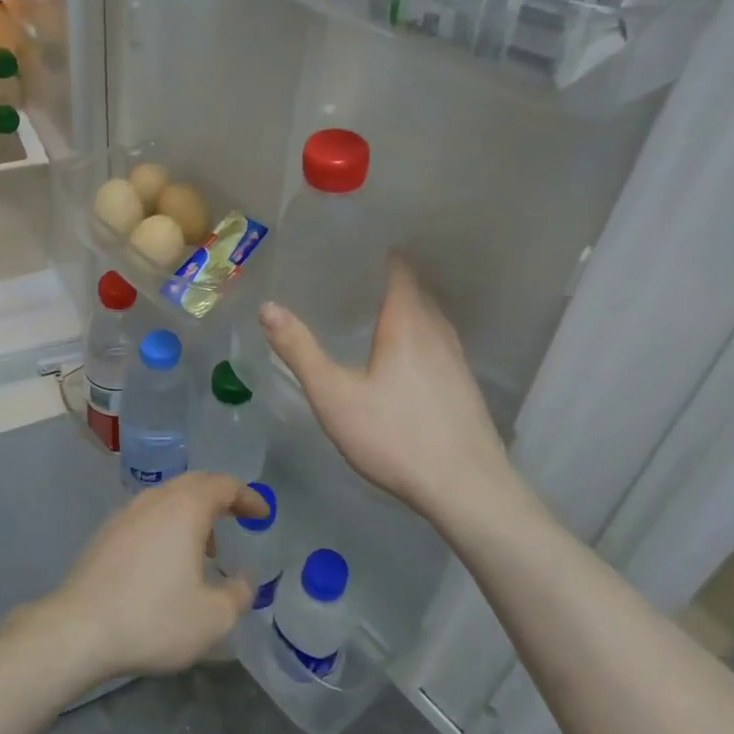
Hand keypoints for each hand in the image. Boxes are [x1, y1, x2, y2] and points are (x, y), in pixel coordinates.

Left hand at [42, 473, 261, 682]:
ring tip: (204, 548)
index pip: (224, 485)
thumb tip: (245, 579)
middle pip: (194, 483)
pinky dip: (167, 525)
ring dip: (192, 512)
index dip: (248, 497)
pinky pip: (147, 515)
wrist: (78, 630)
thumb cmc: (153, 618)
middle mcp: (155, 499)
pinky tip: (166, 560)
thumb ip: (239, 594)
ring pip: (167, 498)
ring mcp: (126, 513)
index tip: (262, 514)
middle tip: (238, 518)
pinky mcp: (106, 533)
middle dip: (220, 497)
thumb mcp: (213, 617)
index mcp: (185, 508)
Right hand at [261, 257, 512, 521]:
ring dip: (404, 308)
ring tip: (372, 312)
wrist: (465, 487)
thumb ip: (300, 350)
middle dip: (387, 280)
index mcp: (406, 321)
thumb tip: (268, 307)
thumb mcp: (334, 396)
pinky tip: (401, 358)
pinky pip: (437, 342)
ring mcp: (456, 357)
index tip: (353, 246)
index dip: (380, 252)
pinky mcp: (464, 384)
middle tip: (351, 279)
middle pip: (415, 290)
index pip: (399, 268)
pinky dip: (417, 334)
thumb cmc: (395, 436)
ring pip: (429, 317)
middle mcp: (437, 329)